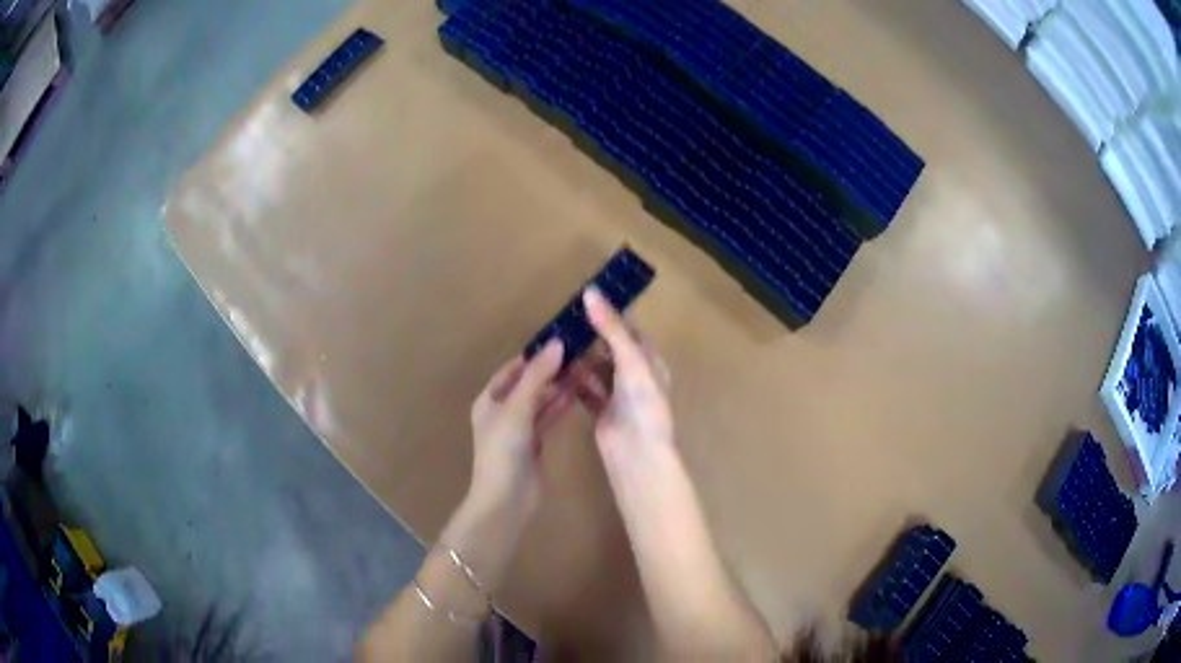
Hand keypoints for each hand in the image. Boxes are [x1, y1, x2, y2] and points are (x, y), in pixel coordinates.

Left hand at [469, 340, 572, 512]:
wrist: (506, 499)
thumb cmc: (503, 450)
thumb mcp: (517, 409)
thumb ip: (537, 377)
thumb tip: (556, 344)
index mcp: (489, 400)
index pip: (513, 369)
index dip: (535, 355)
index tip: (561, 340)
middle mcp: (503, 411)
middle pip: (529, 384)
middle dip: (551, 370)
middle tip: (579, 353)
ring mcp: (519, 428)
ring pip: (541, 400)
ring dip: (558, 386)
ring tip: (583, 368)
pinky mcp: (535, 443)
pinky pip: (548, 418)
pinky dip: (560, 406)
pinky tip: (577, 393)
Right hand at [572, 287, 672, 466]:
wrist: (637, 453)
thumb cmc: (642, 403)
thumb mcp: (630, 359)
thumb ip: (611, 328)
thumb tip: (591, 292)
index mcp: (650, 360)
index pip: (629, 330)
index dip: (609, 314)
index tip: (584, 298)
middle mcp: (635, 375)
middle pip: (610, 348)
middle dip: (590, 335)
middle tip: (562, 320)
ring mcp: (618, 395)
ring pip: (596, 369)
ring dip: (580, 357)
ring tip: (555, 341)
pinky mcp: (602, 411)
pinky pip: (586, 389)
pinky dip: (573, 380)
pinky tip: (555, 370)